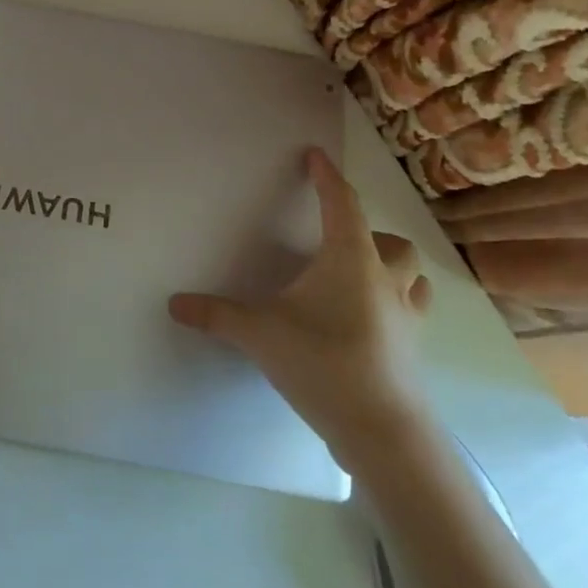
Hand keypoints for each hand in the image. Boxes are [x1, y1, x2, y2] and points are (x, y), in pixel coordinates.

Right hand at [168, 148, 432, 471]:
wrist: (383, 432)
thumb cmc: (323, 363)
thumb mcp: (258, 333)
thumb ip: (215, 315)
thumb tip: (174, 304)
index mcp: (351, 260)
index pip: (341, 204)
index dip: (327, 176)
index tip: (316, 156)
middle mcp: (385, 280)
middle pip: (393, 241)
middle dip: (369, 231)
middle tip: (336, 240)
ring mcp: (406, 318)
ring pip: (412, 276)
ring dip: (391, 266)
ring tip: (360, 276)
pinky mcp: (413, 350)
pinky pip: (410, 311)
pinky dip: (394, 303)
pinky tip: (367, 321)